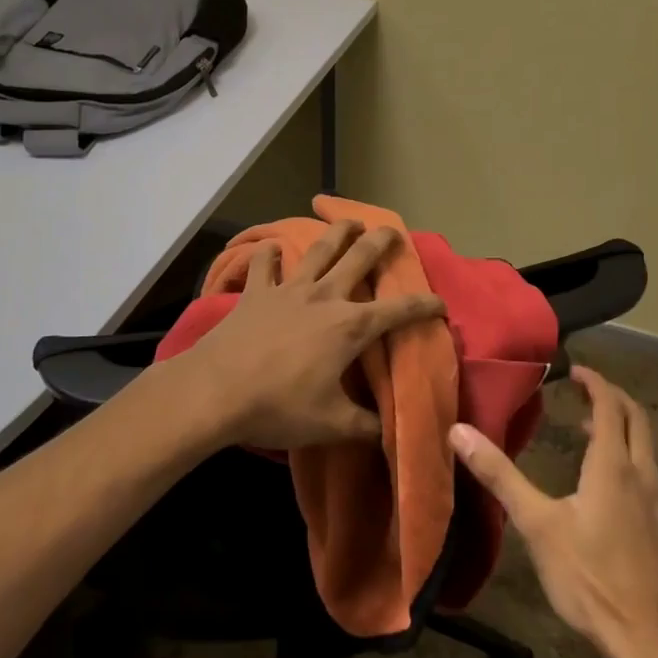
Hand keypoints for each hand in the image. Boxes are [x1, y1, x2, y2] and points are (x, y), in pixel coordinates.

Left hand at [177, 219, 444, 450]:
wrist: (217, 391)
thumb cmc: (280, 406)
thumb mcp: (331, 424)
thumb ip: (365, 427)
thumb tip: (390, 435)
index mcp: (349, 327)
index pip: (398, 312)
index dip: (424, 306)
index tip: (440, 304)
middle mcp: (324, 297)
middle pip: (359, 259)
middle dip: (381, 242)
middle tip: (393, 231)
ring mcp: (288, 290)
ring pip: (318, 251)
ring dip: (337, 234)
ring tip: (349, 221)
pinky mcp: (256, 293)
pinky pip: (264, 267)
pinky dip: (268, 255)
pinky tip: (271, 248)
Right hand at [450, 367, 657, 657]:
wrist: (648, 640)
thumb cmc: (588, 577)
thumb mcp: (536, 524)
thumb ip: (499, 476)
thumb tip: (459, 431)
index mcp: (613, 466)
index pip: (610, 406)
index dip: (594, 382)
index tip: (574, 371)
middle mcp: (643, 475)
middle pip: (638, 419)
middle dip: (613, 398)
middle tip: (584, 392)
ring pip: (647, 449)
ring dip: (622, 430)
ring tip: (590, 434)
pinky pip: (650, 476)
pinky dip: (630, 460)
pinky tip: (610, 489)